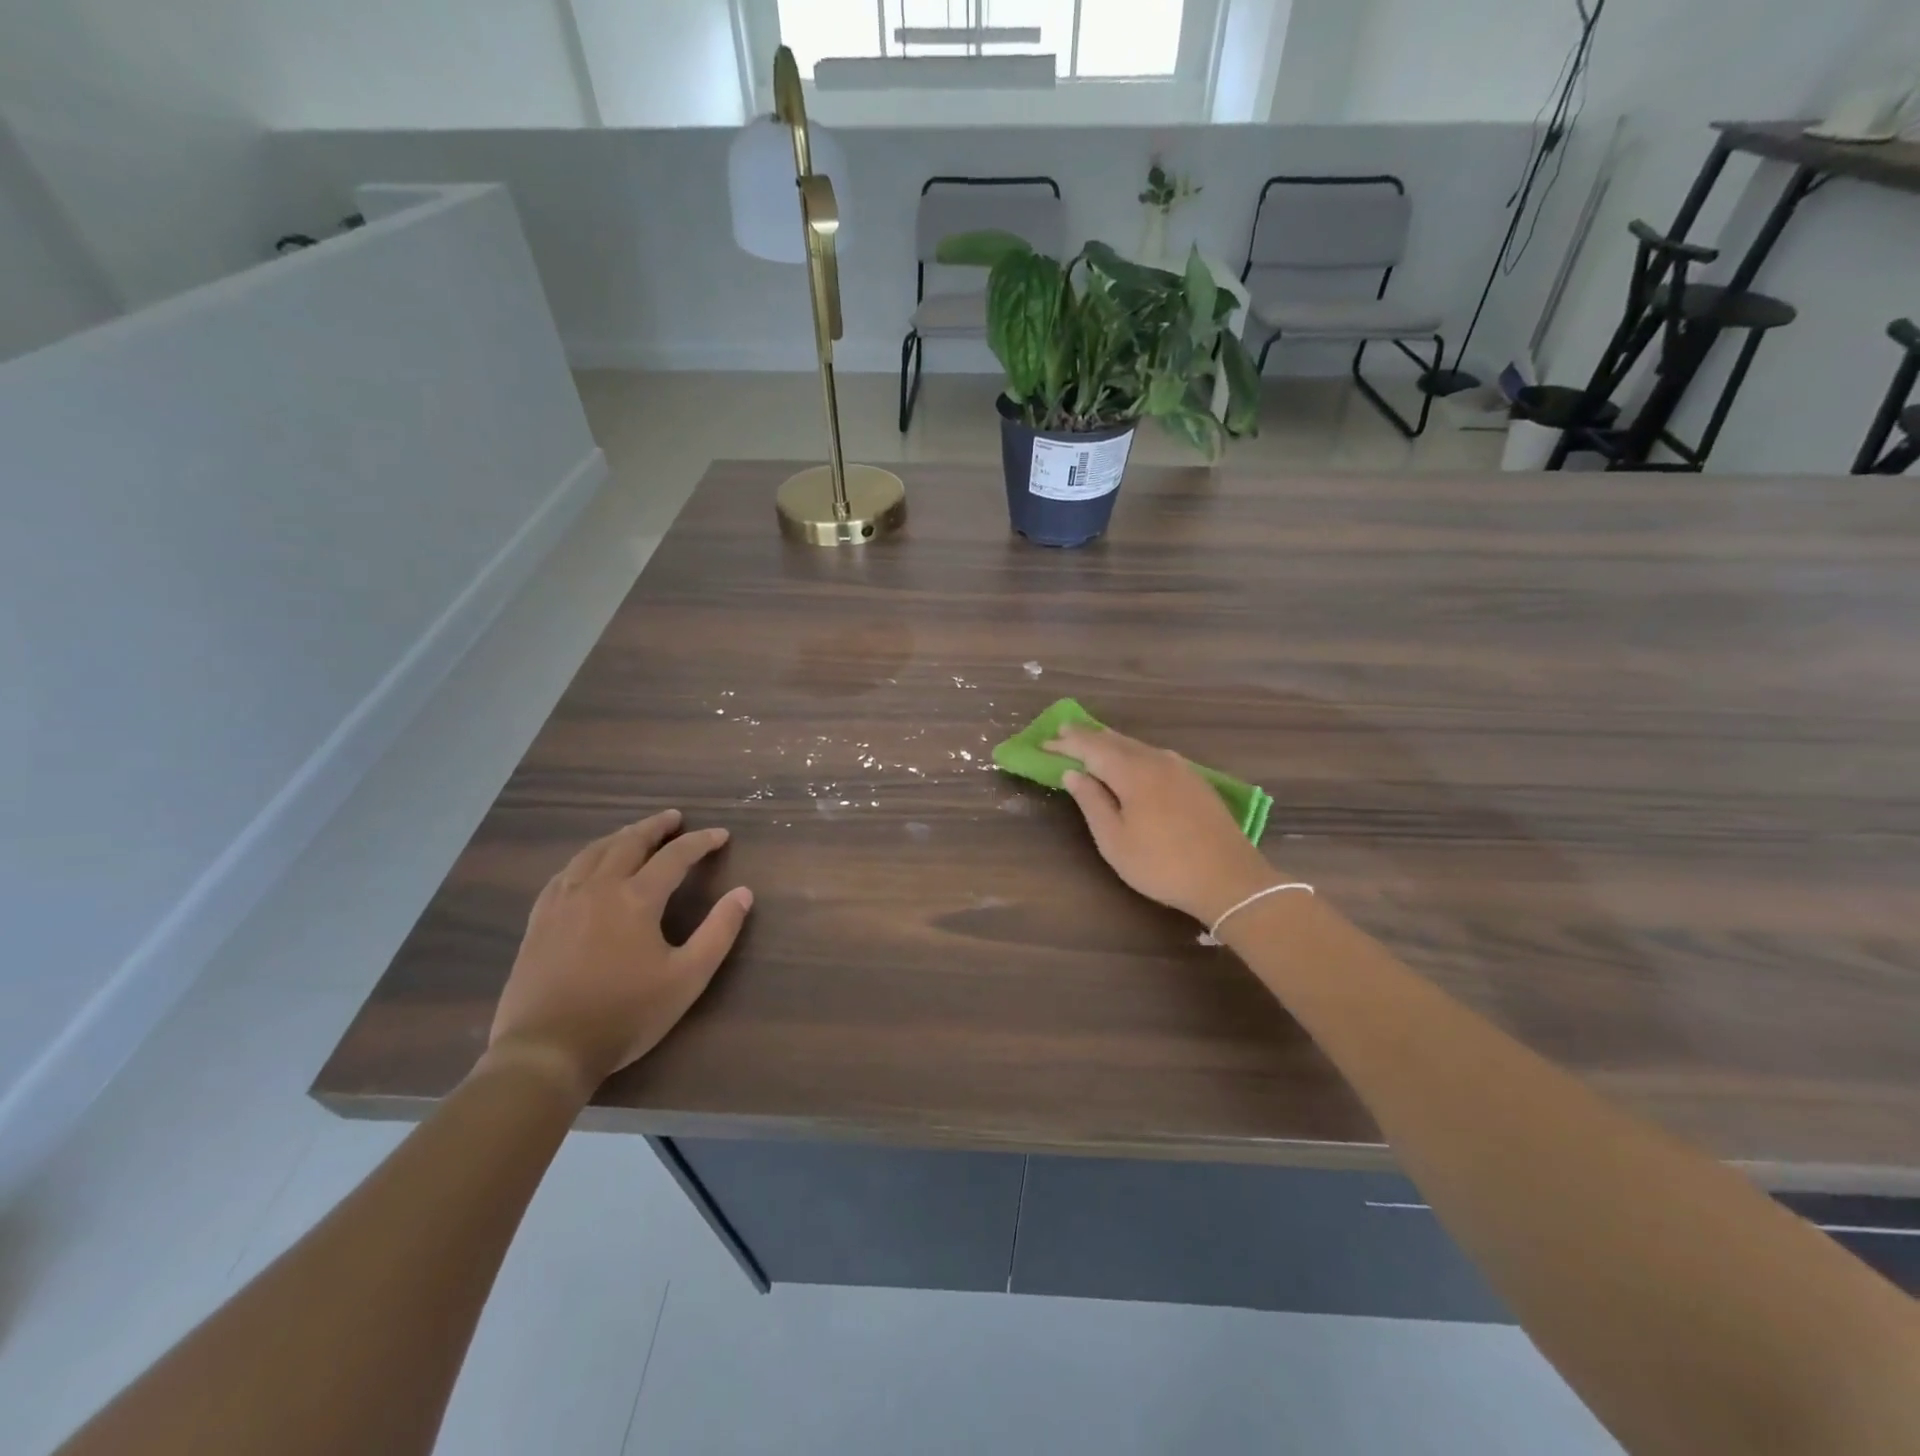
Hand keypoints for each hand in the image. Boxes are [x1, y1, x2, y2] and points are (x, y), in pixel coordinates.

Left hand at [485, 811, 752, 1099]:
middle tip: (674, 817)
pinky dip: (584, 859)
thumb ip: (719, 932)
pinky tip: (587, 866)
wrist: (547, 1050)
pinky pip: (563, 875)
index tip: (721, 835)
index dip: (700, 842)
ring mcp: (563, 903)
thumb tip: (743, 893)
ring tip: (634, 833)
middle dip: (655, 827)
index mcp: (636, 898)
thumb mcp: (687, 977)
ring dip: (619, 837)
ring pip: (592, 853)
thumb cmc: (625, 1014)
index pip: (675, 856)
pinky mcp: (539, 921)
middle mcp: (598, 888)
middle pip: (629, 842)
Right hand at [1047, 724, 1281, 924]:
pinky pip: (1154, 756)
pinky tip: (1131, 761)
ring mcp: (1180, 768)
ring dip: (1110, 743)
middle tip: (1062, 733)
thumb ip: (1092, 802)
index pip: (1091, 748)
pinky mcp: (1196, 780)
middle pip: (1115, 740)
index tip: (1043, 743)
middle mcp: (1156, 760)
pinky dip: (1133, 753)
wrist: (1229, 879)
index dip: (1066, 744)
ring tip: (1092, 742)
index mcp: (1132, 772)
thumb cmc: (1162, 865)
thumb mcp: (1115, 840)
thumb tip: (1073, 773)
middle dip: (1087, 737)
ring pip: (1137, 746)